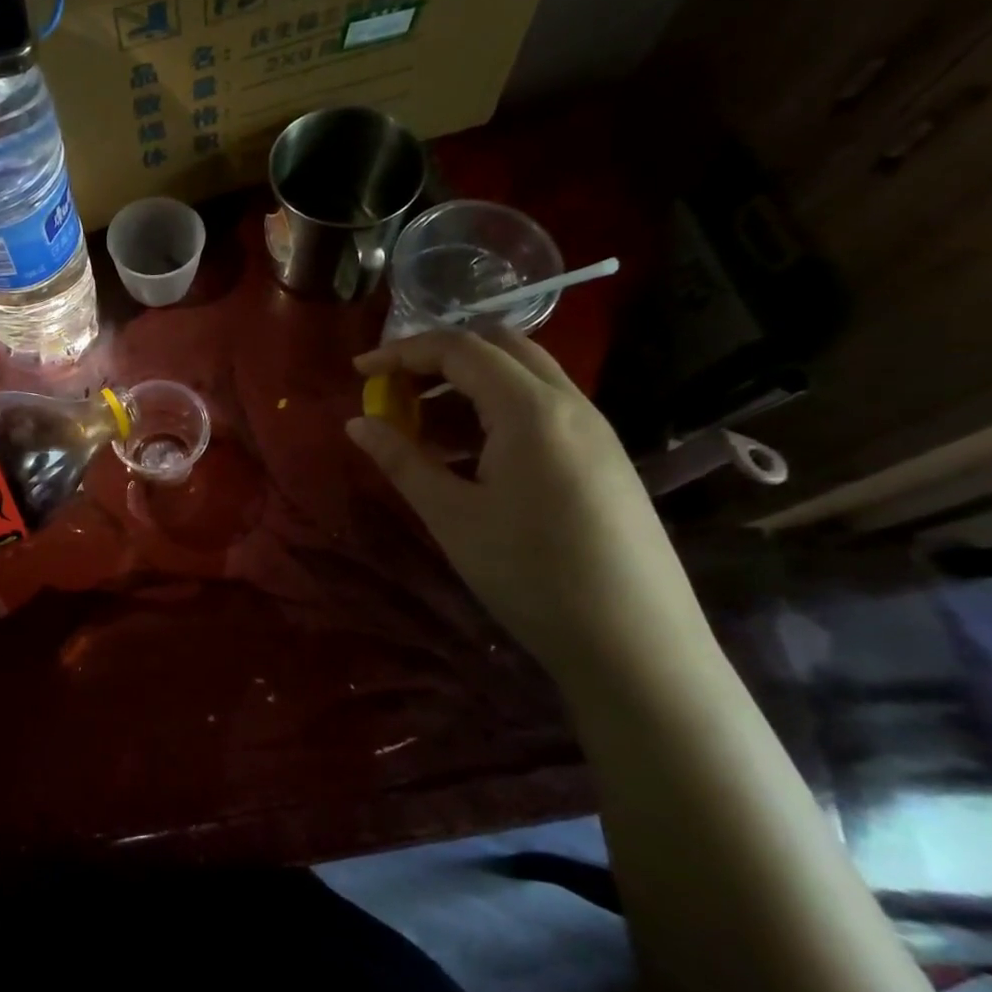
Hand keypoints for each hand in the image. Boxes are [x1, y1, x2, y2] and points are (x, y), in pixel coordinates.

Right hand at [346, 329, 710, 676]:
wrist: (634, 643)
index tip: (358, 371)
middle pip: (499, 347)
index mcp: (530, 410)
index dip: (402, 352)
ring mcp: (594, 430)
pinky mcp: (603, 458)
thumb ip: (401, 460)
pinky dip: (495, 411)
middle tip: (393, 390)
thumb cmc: (530, 574)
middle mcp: (570, 404)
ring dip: (467, 385)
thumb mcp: (451, 516)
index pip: (459, 349)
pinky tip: (468, 456)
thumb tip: (357, 423)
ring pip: (524, 377)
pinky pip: (541, 409)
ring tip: (422, 427)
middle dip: (438, 358)